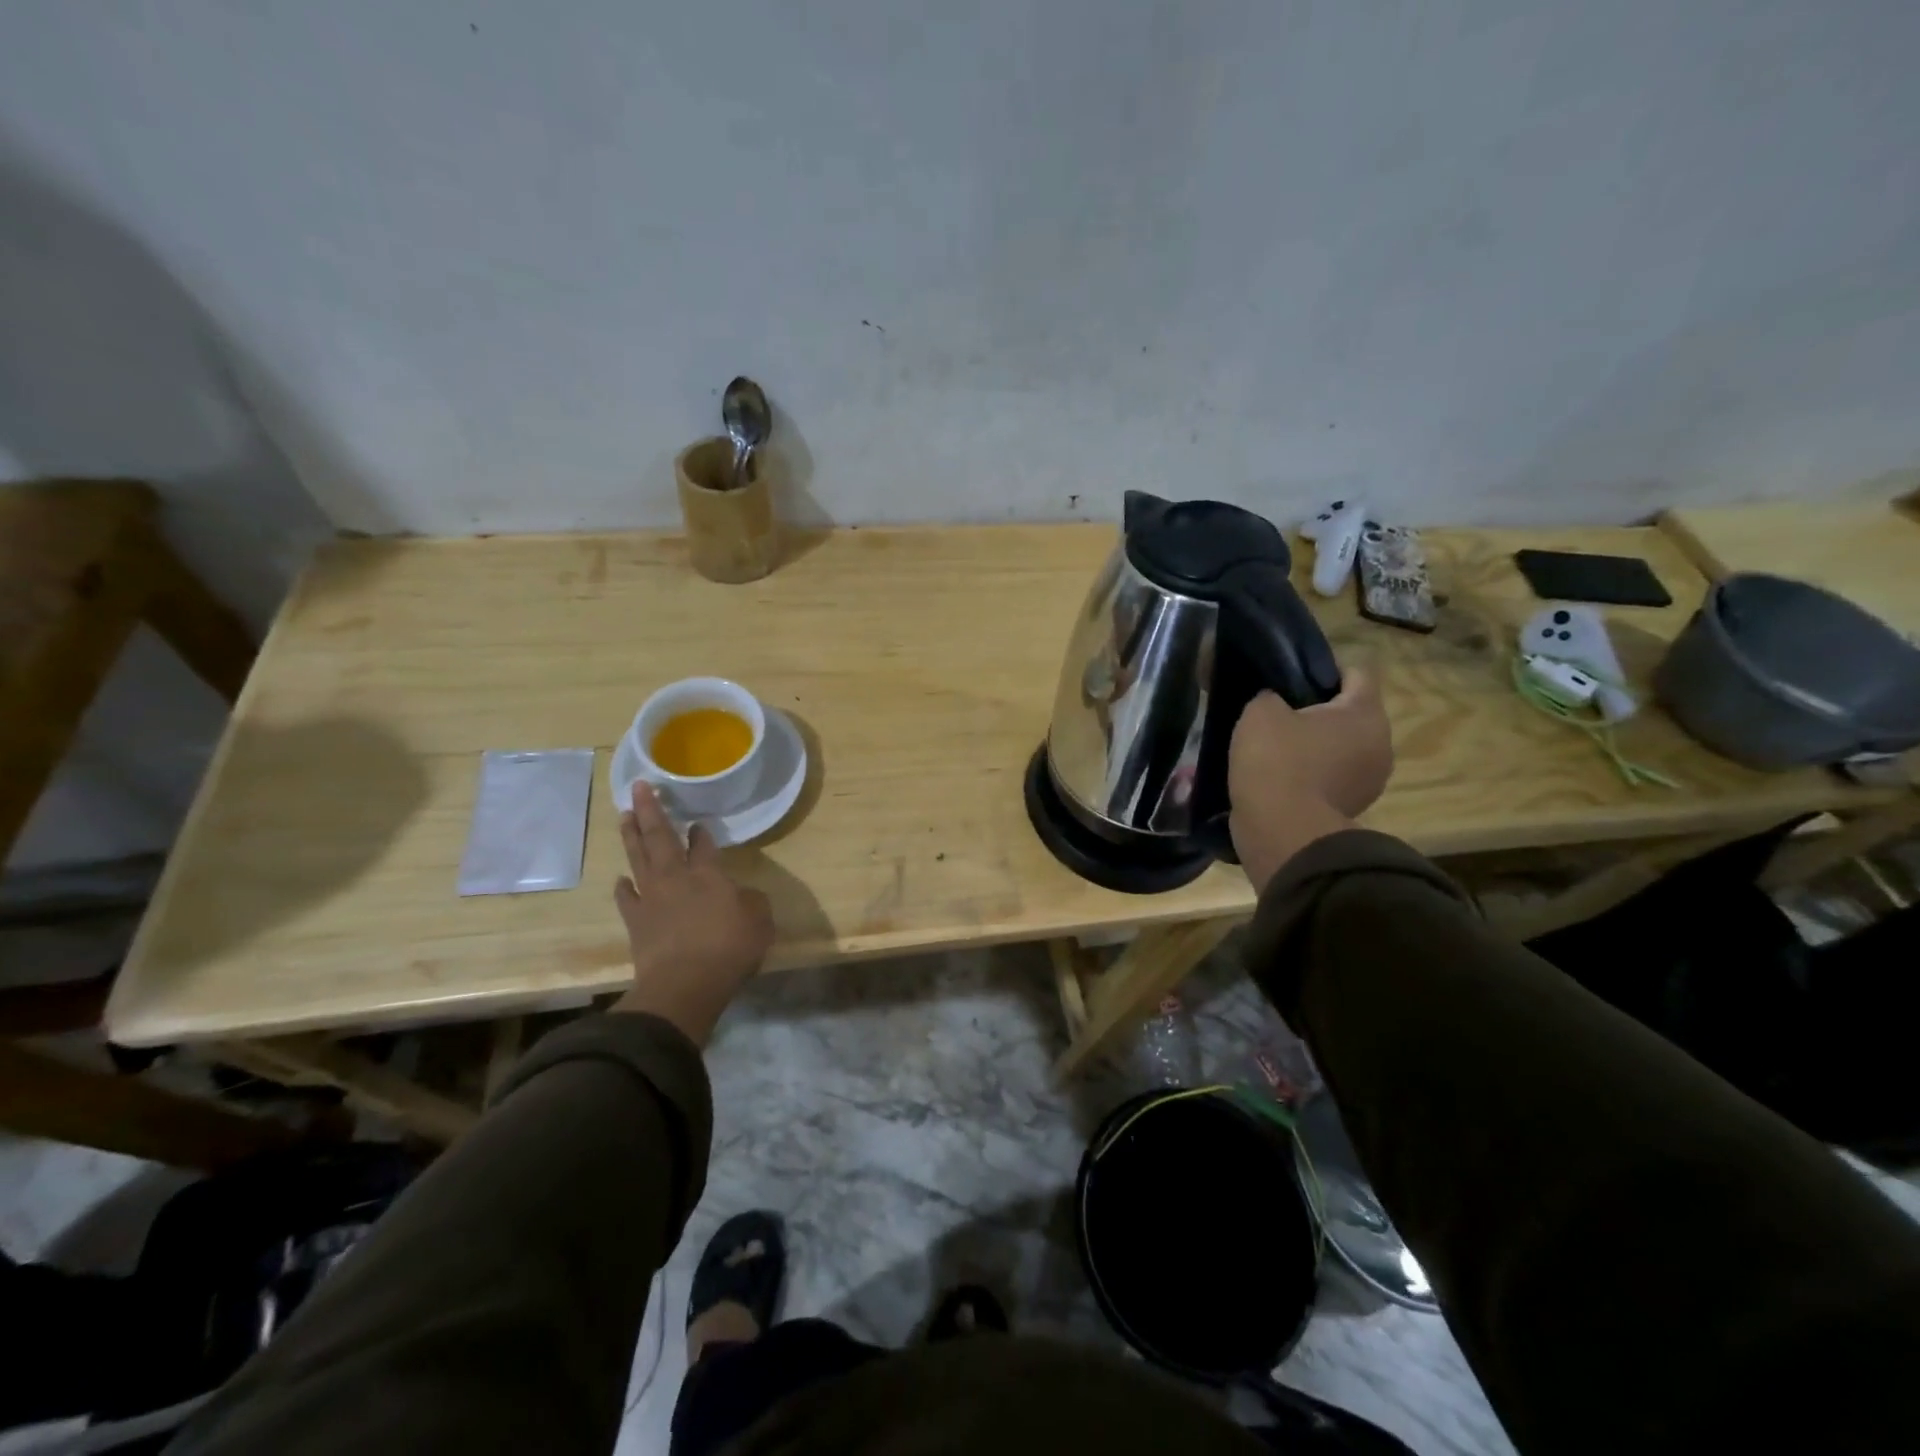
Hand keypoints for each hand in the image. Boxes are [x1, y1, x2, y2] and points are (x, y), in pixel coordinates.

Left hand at [611, 782, 773, 1044]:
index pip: (703, 844)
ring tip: (624, 815)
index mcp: (708, 874)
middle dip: (650, 810)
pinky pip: (626, 897)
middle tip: (639, 787)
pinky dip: (624, 886)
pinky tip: (622, 879)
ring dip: (631, 835)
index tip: (698, 822)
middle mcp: (676, 877)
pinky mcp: (636, 922)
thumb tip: (743, 896)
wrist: (684, 986)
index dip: (701, 832)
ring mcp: (651, 898)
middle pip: (660, 837)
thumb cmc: (728, 949)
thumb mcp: (760, 922)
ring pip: (638, 858)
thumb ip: (752, 902)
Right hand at [1228, 669, 1393, 892]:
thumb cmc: (1276, 760)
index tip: (1291, 676)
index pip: (1356, 673)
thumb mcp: (1260, 712)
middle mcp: (1380, 744)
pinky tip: (1279, 777)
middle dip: (1318, 711)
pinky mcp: (1352, 808)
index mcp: (1365, 713)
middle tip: (1278, 712)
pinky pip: (1332, 778)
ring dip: (1315, 745)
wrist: (1281, 831)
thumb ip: (1271, 696)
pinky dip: (1311, 774)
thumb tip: (1276, 703)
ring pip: (1342, 748)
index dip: (1323, 668)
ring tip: (1275, 748)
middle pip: (1350, 713)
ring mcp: (1370, 781)